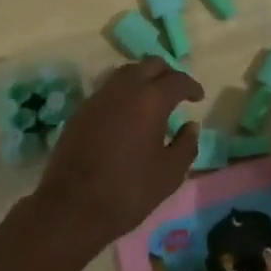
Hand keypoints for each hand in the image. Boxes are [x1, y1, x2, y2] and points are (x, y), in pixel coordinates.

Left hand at [34, 59, 203, 254]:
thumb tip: (190, 126)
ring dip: (144, 79)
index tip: (198, 97)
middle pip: (150, 65)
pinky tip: (127, 114)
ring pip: (127, 72)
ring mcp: (99, 96)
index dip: (191, 86)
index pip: (176, 79)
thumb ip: (186, 146)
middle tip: (177, 93)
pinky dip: (124, 92)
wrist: (72, 206)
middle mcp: (124, 88)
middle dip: (167, 74)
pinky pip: (109, 88)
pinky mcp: (82, 109)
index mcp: (151, 99)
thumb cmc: (128, 191)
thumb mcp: (169, 175)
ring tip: (152, 101)